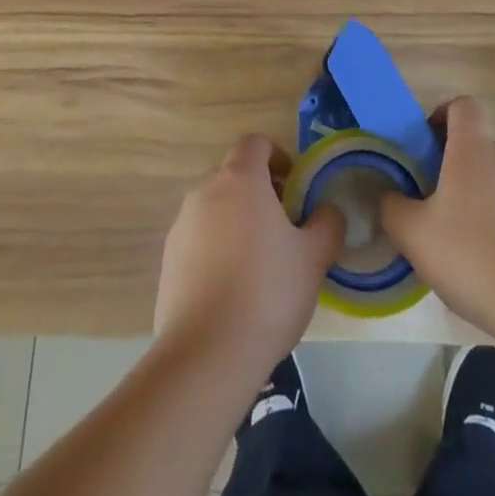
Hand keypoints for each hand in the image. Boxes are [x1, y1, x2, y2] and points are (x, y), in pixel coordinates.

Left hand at [154, 135, 343, 377]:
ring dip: (237, 222)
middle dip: (259, 192)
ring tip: (260, 264)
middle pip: (234, 175)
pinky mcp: (167, 260)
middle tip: (284, 227)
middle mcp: (205, 191)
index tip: (295, 185)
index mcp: (240, 179)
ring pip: (215, 208)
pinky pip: (198, 240)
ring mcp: (181, 225)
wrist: (207, 352)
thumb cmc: (268, 291)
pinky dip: (217, 250)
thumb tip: (327, 212)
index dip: (277, 156)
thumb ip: (327, 224)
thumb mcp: (314, 257)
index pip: (255, 143)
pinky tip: (234, 290)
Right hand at [380, 96, 494, 343]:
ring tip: (451, 240)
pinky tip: (481, 265)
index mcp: (473, 151)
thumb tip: (390, 197)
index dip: (441, 114)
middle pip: (475, 147)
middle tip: (426, 199)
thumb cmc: (472, 255)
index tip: (423, 143)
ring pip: (493, 183)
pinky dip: (493, 227)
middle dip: (449, 166)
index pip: (463, 106)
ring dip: (471, 199)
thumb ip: (392, 207)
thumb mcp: (413, 233)